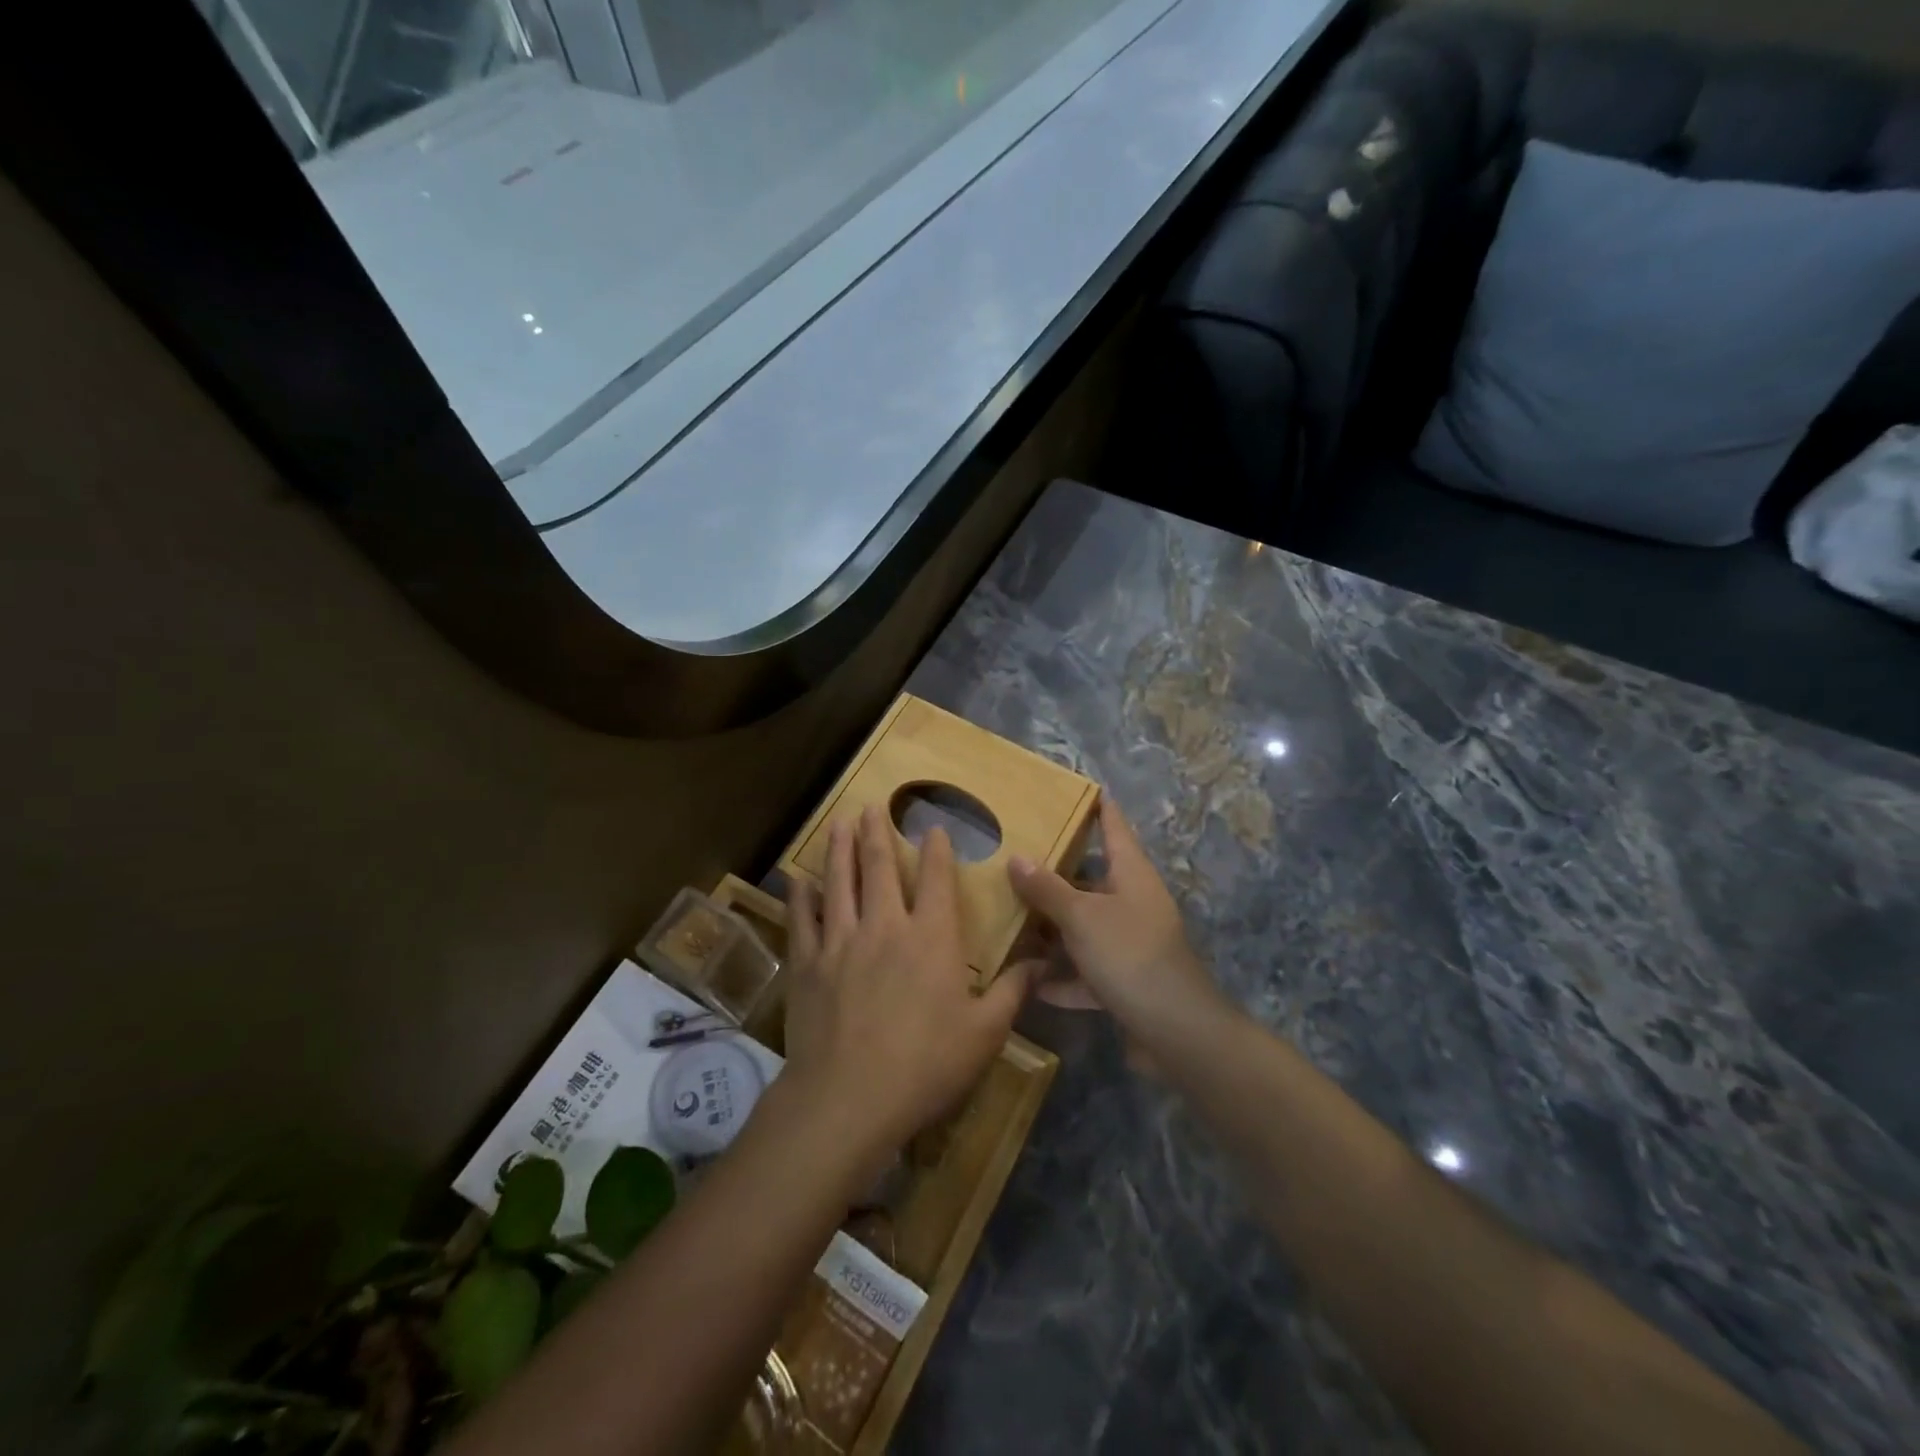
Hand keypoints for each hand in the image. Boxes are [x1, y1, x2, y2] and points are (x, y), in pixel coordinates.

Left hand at [781, 806, 1028, 1167]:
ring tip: (839, 823)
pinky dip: (800, 898)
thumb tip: (1044, 961)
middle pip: (879, 868)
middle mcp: (885, 926)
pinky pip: (802, 920)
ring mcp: (840, 942)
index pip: (935, 879)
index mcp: (931, 937)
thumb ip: (1013, 991)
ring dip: (840, 850)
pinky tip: (798, 881)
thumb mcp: (985, 1032)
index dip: (936, 850)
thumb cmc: (926, 1064)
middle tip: (871, 805)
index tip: (933, 827)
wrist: (849, 1098)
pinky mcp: (807, 964)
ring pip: (839, 883)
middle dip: (877, 833)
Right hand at [1008, 795, 1225, 1044]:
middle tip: (1015, 859)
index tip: (1078, 788)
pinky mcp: (1125, 982)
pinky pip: (1086, 971)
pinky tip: (1029, 981)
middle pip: (1092, 879)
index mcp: (1131, 875)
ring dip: (1054, 929)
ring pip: (1085, 926)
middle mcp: (1133, 903)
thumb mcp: (1082, 918)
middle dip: (1056, 873)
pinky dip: (1062, 977)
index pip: (1114, 827)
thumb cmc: (1130, 956)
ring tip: (1010, 918)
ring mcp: (1130, 944)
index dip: (1098, 807)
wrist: (1175, 1032)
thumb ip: (1047, 889)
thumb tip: (1017, 858)